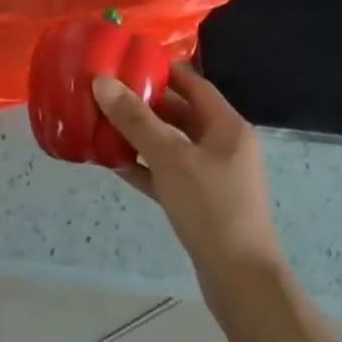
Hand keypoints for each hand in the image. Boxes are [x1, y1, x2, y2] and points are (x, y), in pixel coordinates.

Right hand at [92, 63, 280, 281]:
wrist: (240, 280)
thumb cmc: (211, 207)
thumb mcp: (170, 157)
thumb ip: (135, 119)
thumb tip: (102, 81)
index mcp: (226, 126)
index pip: (193, 83)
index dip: (162, 70)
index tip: (126, 61)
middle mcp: (222, 145)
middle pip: (179, 113)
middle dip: (144, 103)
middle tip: (105, 93)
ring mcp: (212, 175)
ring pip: (170, 144)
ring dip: (139, 135)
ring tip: (101, 123)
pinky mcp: (199, 202)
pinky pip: (166, 173)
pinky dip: (143, 166)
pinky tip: (112, 162)